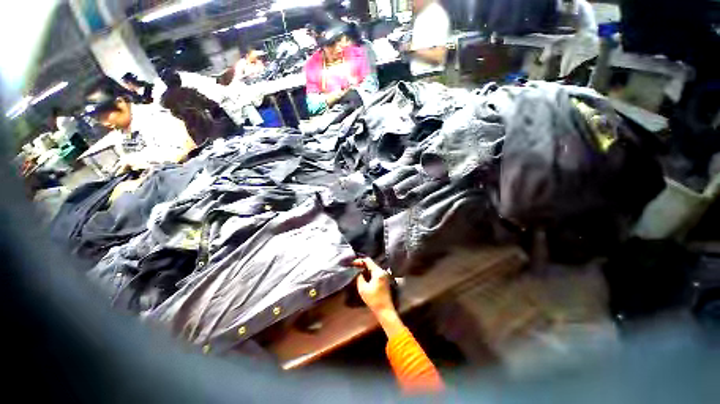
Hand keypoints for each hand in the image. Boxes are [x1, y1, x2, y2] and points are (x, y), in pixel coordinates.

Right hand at [354, 258, 394, 314]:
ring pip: (373, 268)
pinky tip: (364, 276)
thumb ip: (359, 277)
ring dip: (365, 269)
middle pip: (371, 263)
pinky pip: (375, 272)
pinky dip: (369, 273)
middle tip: (354, 267)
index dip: (359, 260)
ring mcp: (384, 275)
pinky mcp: (384, 280)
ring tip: (357, 271)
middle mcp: (382, 271)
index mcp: (378, 272)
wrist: (385, 310)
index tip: (352, 263)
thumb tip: (358, 271)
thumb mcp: (363, 288)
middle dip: (362, 264)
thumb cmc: (374, 299)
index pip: (368, 260)